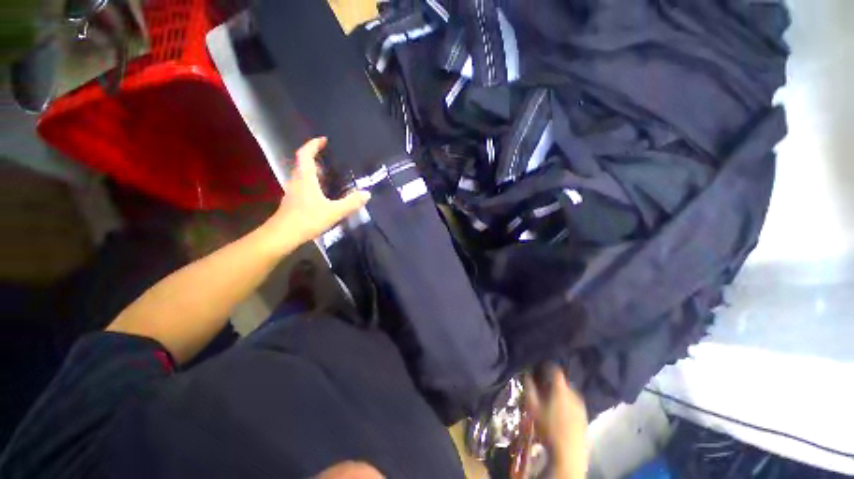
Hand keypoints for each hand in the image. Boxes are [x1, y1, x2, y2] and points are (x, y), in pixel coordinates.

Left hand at [266, 137, 370, 248]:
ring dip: (313, 169)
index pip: (305, 154)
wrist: (283, 235)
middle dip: (315, 156)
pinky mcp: (293, 200)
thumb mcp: (334, 211)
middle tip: (330, 157)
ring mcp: (294, 191)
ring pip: (302, 174)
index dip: (313, 144)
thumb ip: (351, 202)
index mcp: (305, 178)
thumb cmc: (307, 219)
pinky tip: (322, 191)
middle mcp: (297, 180)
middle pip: (303, 162)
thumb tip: (367, 193)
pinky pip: (303, 184)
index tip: (323, 140)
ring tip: (329, 172)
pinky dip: (312, 181)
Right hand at [525, 368, 587, 478]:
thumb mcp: (534, 409)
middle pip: (563, 383)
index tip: (541, 368)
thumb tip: (527, 376)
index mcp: (562, 390)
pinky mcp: (585, 418)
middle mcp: (574, 395)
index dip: (548, 367)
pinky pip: (575, 404)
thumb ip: (530, 390)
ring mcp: (581, 407)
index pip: (556, 371)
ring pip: (570, 394)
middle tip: (544, 386)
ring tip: (552, 399)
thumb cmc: (548, 429)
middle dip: (554, 383)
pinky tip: (561, 412)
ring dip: (561, 393)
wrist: (568, 455)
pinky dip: (568, 403)